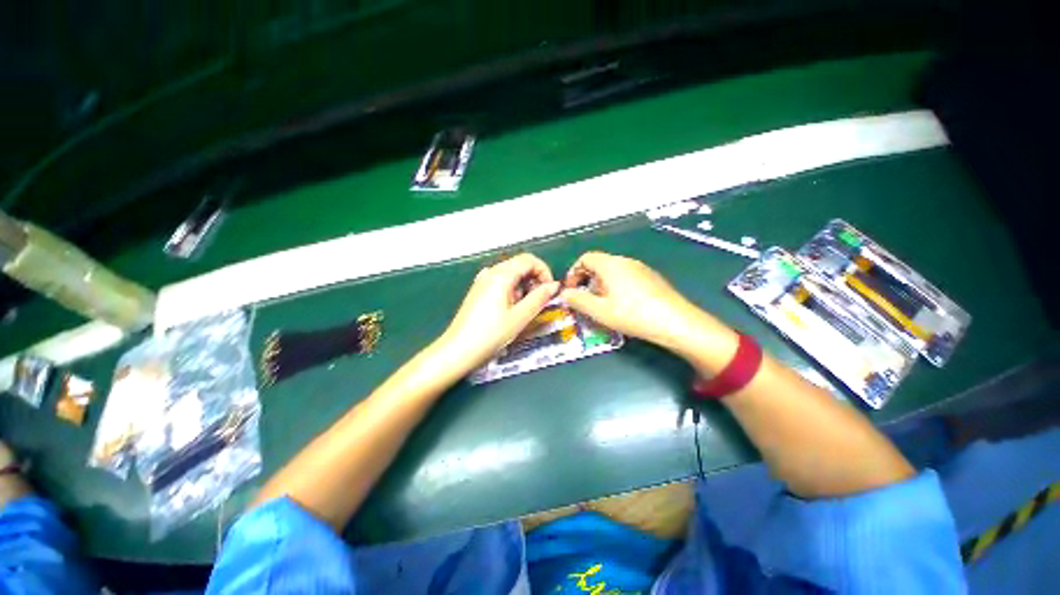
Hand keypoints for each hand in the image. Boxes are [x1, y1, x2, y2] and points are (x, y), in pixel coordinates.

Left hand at [439, 253, 559, 371]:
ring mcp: (482, 281)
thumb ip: (539, 298)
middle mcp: (491, 272)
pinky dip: (512, 291)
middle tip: (540, 302)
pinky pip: (501, 283)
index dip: (544, 272)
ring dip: (524, 287)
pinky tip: (510, 310)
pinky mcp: (478, 291)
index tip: (550, 291)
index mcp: (501, 274)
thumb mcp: (520, 317)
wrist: (457, 351)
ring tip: (524, 310)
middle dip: (535, 280)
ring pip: (511, 275)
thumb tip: (554, 285)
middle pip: (520, 265)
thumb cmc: (490, 334)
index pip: (529, 260)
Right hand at [559, 252, 691, 344]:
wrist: (676, 322)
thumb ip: (578, 300)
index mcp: (611, 264)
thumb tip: (564, 293)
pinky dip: (616, 287)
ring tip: (603, 306)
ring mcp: (641, 268)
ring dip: (601, 285)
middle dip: (587, 281)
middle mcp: (625, 261)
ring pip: (613, 271)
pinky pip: (626, 277)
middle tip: (586, 301)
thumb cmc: (633, 314)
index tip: (572, 291)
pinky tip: (623, 306)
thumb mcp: (600, 311)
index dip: (574, 272)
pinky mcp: (651, 278)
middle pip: (599, 264)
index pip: (585, 258)